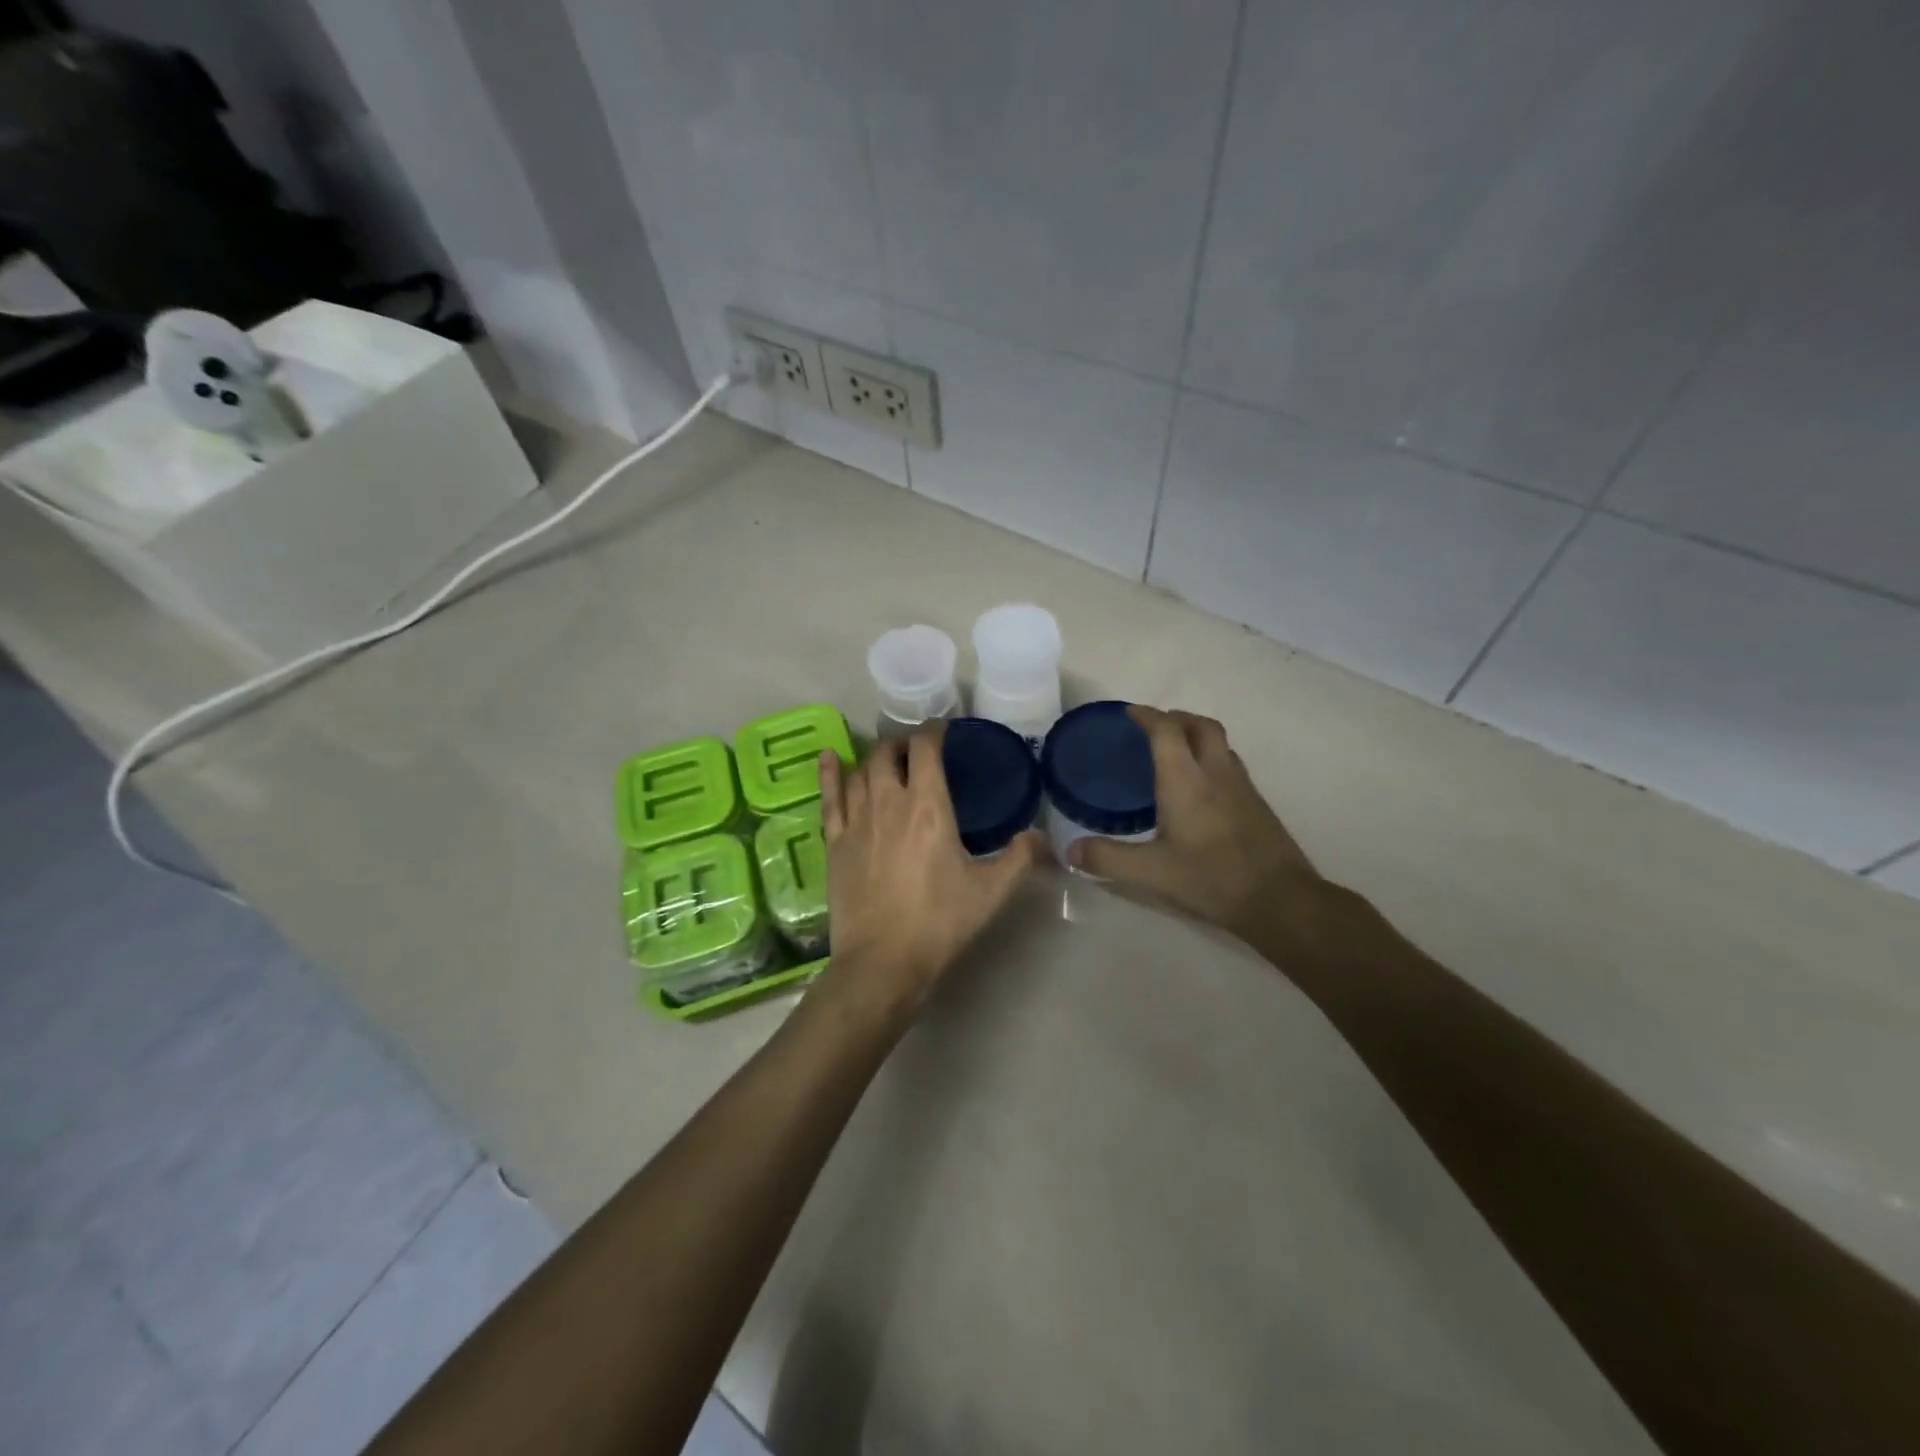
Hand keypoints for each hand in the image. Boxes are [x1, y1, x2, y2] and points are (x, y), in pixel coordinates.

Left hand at [817, 728, 1043, 1019]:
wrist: (883, 962)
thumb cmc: (940, 922)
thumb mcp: (992, 892)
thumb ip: (1021, 859)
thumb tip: (1041, 837)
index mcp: (928, 807)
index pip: (925, 749)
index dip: (934, 731)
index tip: (943, 730)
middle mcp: (888, 803)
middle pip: (888, 753)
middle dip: (903, 744)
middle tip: (917, 750)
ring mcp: (856, 822)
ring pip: (860, 772)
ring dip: (875, 758)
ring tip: (887, 759)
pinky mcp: (834, 843)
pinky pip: (829, 797)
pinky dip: (830, 773)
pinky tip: (830, 756)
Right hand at [1068, 707, 1327, 948]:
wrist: (1280, 900)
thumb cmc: (1211, 878)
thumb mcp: (1150, 873)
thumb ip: (1107, 858)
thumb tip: (1070, 850)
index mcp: (1185, 780)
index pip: (1166, 730)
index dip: (1147, 716)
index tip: (1130, 713)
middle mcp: (1216, 773)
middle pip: (1200, 725)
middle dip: (1176, 718)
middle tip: (1155, 728)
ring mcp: (1242, 787)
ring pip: (1220, 744)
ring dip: (1197, 736)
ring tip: (1177, 753)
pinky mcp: (1258, 804)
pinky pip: (1231, 765)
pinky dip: (1212, 760)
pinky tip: (1202, 790)